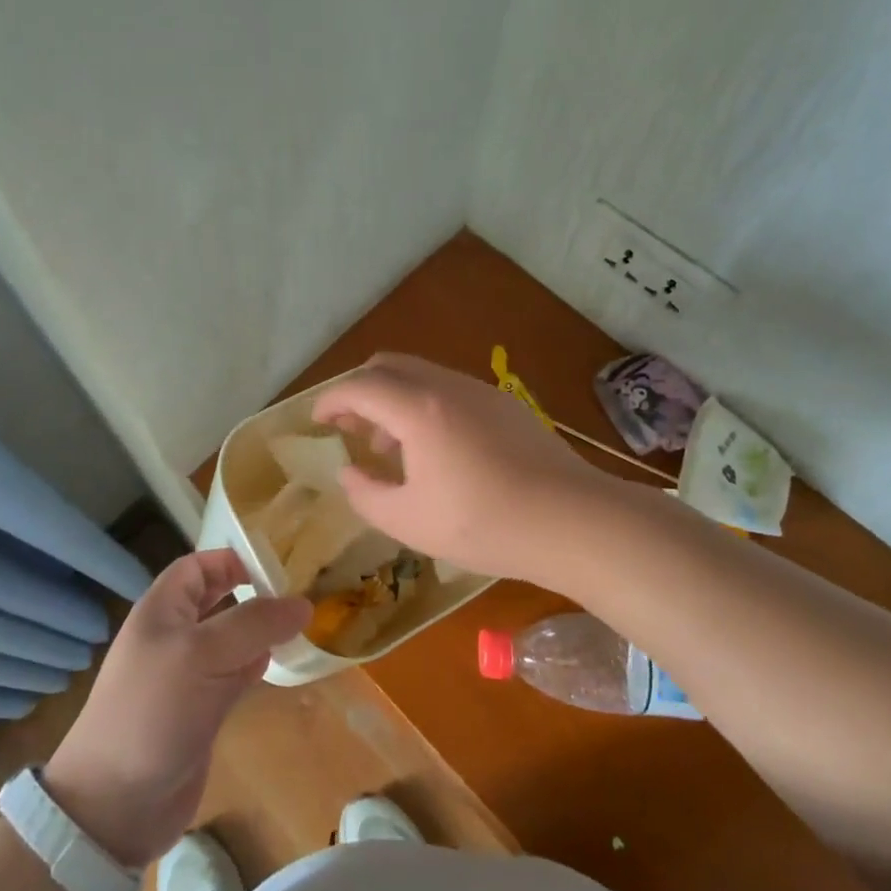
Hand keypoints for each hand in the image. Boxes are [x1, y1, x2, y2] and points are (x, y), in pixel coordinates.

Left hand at [43, 550, 310, 867]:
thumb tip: (303, 604)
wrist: (114, 805)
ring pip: (231, 639)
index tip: (276, 570)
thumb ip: (254, 624)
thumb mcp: (202, 654)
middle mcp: (174, 636)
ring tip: (300, 627)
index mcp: (162, 610)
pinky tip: (280, 665)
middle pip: (218, 600)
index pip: (198, 566)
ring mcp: (187, 675)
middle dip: (253, 594)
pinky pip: (234, 675)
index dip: (232, 560)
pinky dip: (257, 666)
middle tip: (297, 596)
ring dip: (261, 632)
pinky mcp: (201, 710)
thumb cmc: (153, 711)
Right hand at [312, 353, 605, 586]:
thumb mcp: (410, 522)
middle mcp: (447, 386)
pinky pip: (449, 390)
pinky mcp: (505, 404)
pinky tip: (434, 449)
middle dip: (360, 391)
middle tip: (349, 428)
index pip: (360, 387)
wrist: (573, 520)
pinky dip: (424, 405)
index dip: (331, 400)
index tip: (317, 422)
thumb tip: (349, 473)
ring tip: (388, 445)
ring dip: (393, 399)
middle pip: (389, 366)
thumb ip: (366, 494)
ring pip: (421, 375)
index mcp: (418, 409)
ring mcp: (481, 391)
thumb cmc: (484, 524)